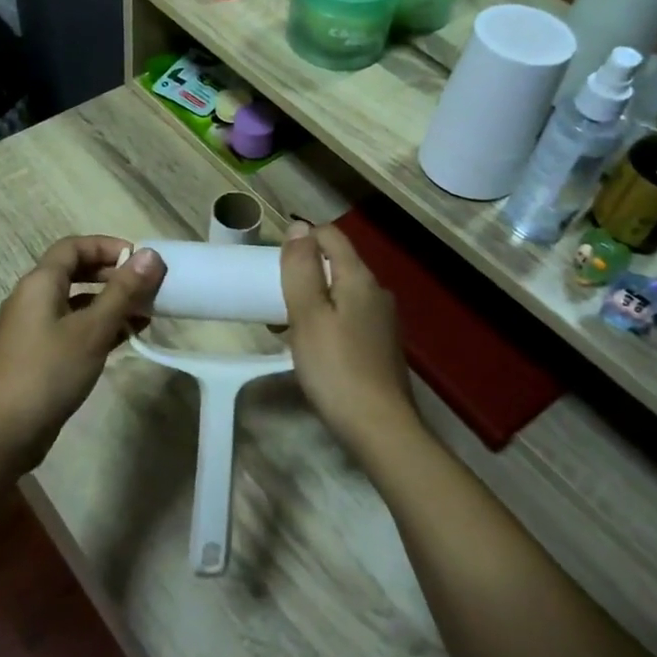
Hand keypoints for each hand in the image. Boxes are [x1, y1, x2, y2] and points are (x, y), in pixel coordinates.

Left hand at [0, 236, 165, 469]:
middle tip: (146, 288)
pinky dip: (98, 327)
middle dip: (112, 275)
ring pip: (76, 303)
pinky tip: (125, 338)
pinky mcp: (38, 355)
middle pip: (75, 272)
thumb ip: (123, 291)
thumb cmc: (49, 371)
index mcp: (40, 283)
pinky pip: (72, 328)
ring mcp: (33, 328)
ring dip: (109, 303)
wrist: (3, 431)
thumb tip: (150, 255)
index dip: (107, 246)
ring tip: (144, 314)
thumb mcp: (92, 329)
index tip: (140, 260)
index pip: (73, 246)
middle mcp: (33, 298)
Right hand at [280, 223, 422, 462]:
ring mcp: (383, 320)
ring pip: (341, 292)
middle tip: (273, 297)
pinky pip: (348, 317)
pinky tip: (311, 346)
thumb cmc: (336, 368)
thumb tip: (299, 227)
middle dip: (304, 272)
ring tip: (285, 325)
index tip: (273, 264)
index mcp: (360, 278)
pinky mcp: (381, 346)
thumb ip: (301, 268)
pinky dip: (326, 320)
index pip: (331, 235)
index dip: (301, 239)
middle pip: (336, 264)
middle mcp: (377, 292)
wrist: (380, 428)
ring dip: (312, 299)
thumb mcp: (308, 315)